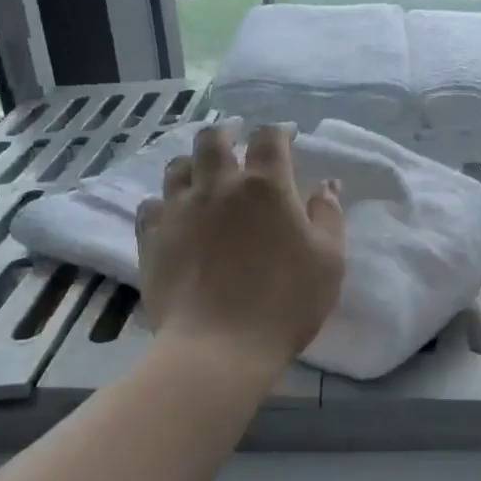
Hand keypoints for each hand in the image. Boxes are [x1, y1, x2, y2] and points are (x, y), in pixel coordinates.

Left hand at [137, 125, 345, 375]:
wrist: (218, 347)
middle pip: (213, 139)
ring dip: (194, 164)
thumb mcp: (329, 261)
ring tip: (202, 175)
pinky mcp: (152, 237)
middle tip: (235, 141)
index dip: (278, 133)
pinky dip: (165, 203)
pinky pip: (152, 204)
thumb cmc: (284, 303)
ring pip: (178, 167)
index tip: (285, 139)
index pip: (270, 138)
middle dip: (226, 133)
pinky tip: (174, 215)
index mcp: (266, 186)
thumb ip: (329, 217)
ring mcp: (179, 209)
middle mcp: (219, 186)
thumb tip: (327, 186)